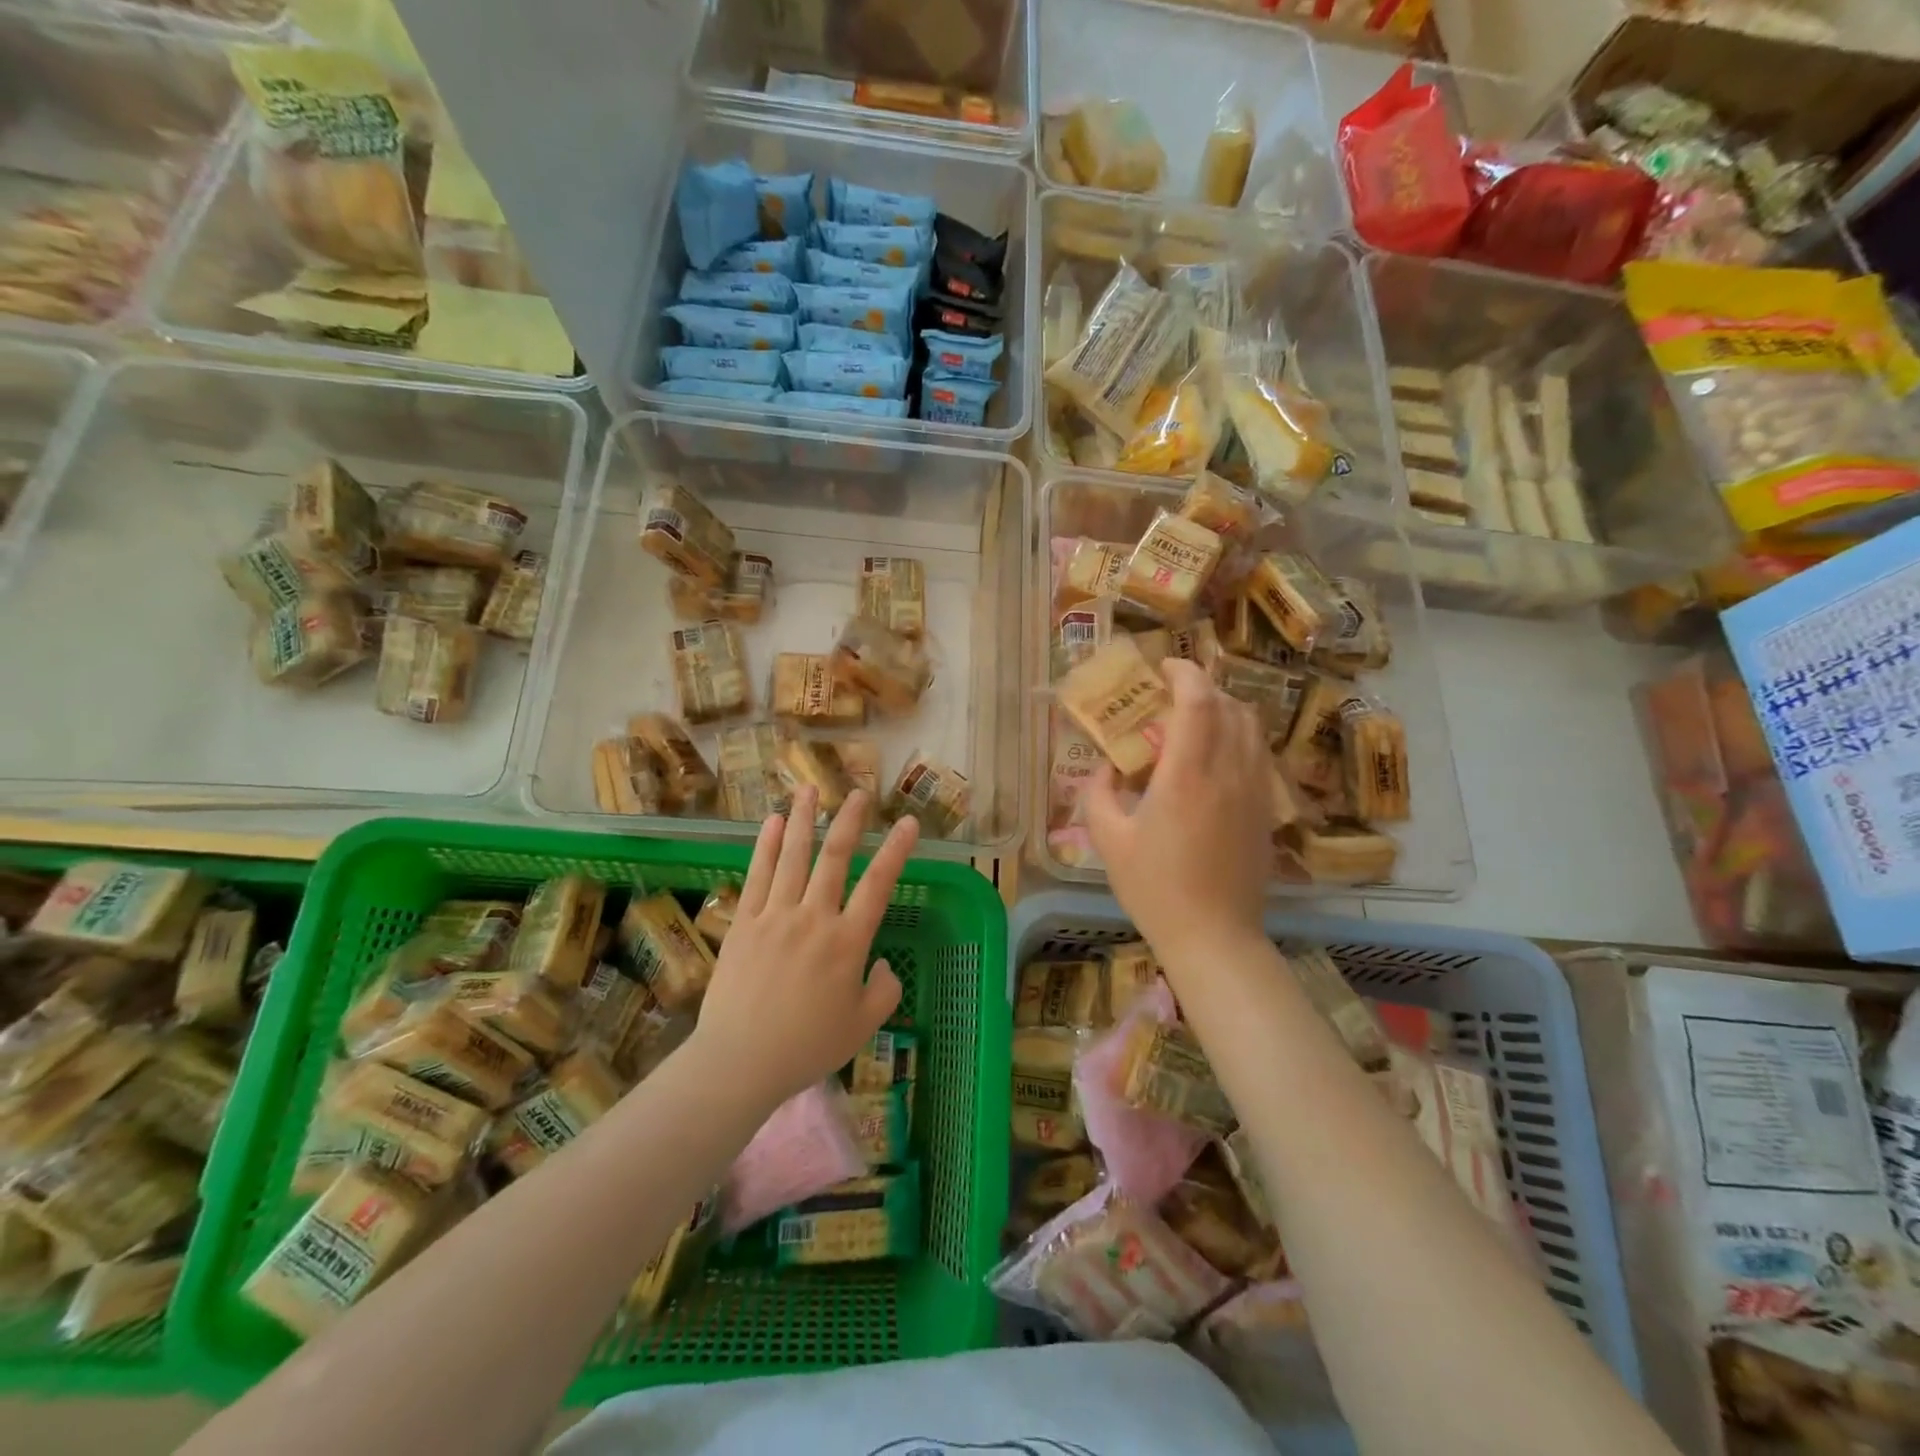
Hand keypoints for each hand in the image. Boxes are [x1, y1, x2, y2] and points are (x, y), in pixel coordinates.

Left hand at [692, 787, 916, 1108]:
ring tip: (809, 789)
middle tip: (858, 793)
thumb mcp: (862, 1026)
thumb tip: (882, 964)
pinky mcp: (744, 923)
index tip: (907, 822)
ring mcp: (775, 916)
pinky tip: (771, 822)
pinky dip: (764, 846)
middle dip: (849, 821)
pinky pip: (757, 876)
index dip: (896, 850)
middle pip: (834, 858)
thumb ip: (884, 991)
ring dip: (803, 820)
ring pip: (793, 857)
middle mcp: (814, 917)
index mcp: (848, 941)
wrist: (740, 1061)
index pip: (879, 885)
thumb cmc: (807, 1047)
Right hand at [1085, 659, 1272, 969]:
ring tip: (1196, 722)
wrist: (1214, 936)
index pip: (1198, 700)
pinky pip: (1259, 756)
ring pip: (1252, 729)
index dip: (1184, 672)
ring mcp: (1255, 792)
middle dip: (1204, 688)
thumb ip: (1099, 793)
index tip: (1164, 667)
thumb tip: (1105, 768)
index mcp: (1186, 775)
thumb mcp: (1108, 840)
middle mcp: (1228, 773)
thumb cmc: (1154, 888)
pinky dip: (1239, 739)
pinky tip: (1217, 760)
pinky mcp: (1266, 811)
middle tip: (1173, 696)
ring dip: (1226, 711)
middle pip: (1230, 706)